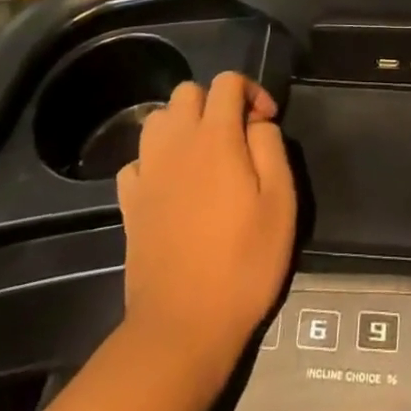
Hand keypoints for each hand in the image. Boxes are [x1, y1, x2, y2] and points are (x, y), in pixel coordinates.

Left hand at [116, 72, 296, 381]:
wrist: (182, 328)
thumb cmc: (242, 263)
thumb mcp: (281, 203)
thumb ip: (272, 147)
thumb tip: (258, 123)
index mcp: (216, 136)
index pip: (227, 81)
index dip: (251, 91)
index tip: (266, 122)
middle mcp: (177, 142)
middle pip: (188, 91)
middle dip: (214, 102)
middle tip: (235, 137)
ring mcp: (148, 171)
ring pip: (158, 118)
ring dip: (181, 125)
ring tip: (203, 155)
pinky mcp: (129, 202)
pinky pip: (138, 159)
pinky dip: (155, 160)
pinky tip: (171, 184)